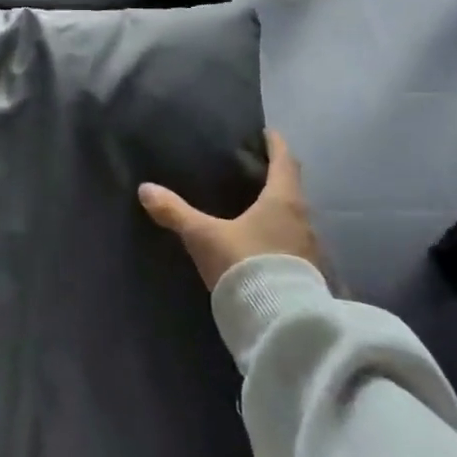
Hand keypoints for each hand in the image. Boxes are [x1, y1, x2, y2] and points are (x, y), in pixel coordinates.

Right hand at [137, 131, 322, 290]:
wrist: (280, 323)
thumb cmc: (245, 264)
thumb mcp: (203, 236)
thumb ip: (175, 212)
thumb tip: (145, 189)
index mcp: (283, 200)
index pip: (285, 161)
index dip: (276, 145)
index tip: (268, 134)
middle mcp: (304, 219)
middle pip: (292, 189)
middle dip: (276, 178)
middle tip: (255, 171)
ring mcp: (310, 249)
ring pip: (295, 218)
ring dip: (279, 210)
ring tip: (255, 208)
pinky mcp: (309, 274)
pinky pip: (295, 243)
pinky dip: (280, 236)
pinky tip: (262, 244)